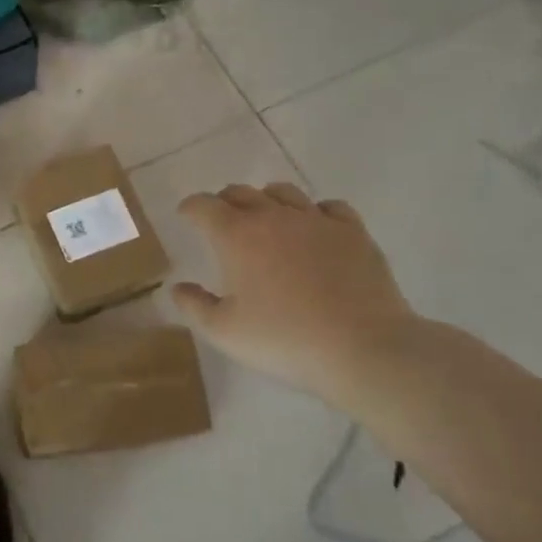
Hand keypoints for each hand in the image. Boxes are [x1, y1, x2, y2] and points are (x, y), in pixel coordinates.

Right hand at [172, 183, 424, 404]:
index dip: (190, 207)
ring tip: (266, 220)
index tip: (185, 216)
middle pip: (241, 192)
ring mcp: (317, 221)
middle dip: (224, 202)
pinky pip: (329, 207)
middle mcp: (273, 217)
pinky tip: (314, 230)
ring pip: (284, 192)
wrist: (363, 349)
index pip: (203, 205)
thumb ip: (194, 305)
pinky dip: (314, 212)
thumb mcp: (223, 332)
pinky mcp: (353, 232)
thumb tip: (178, 286)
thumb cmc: (283, 340)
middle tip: (221, 221)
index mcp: (236, 236)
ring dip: (266, 201)